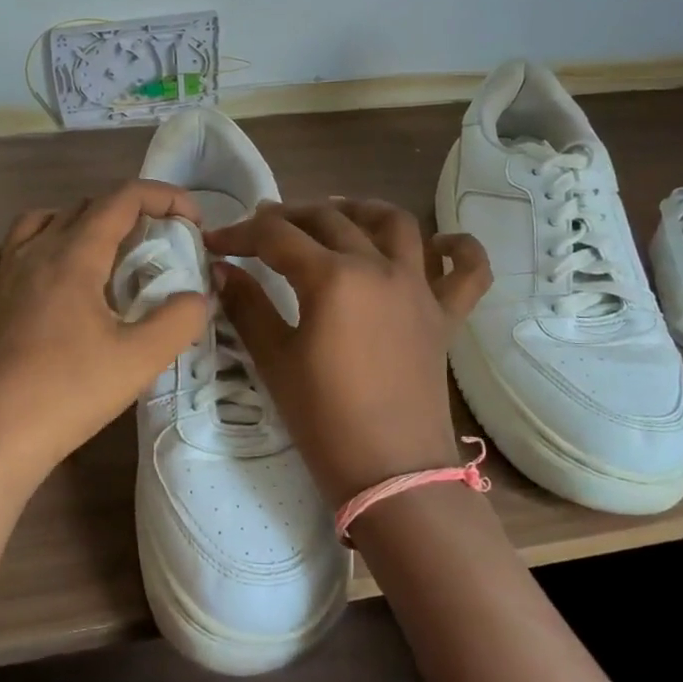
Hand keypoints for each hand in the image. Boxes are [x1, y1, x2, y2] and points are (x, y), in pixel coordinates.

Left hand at [0, 181, 209, 486]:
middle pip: (82, 207)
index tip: (191, 221)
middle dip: (125, 214)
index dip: (163, 197)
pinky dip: (5, 252)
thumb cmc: (67, 394)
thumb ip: (180, 321)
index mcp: (75, 255)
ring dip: (71, 225)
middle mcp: (32, 253)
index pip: (123, 199)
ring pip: (33, 223)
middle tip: (152, 249)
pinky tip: (17, 272)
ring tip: (93, 255)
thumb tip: (198, 298)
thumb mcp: (140, 360)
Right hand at [205, 199, 490, 506]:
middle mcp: (379, 267)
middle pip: (329, 220)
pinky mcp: (445, 316)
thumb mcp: (274, 359)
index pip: (277, 237)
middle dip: (288, 217)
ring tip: (336, 214)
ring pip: (395, 224)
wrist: (390, 471)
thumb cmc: (323, 418)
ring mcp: (419, 289)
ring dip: (362, 210)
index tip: (215, 243)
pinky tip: (441, 243)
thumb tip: (221, 270)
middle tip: (261, 228)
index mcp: (333, 278)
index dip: (240, 233)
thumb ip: (246, 306)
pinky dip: (459, 250)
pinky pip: (467, 272)